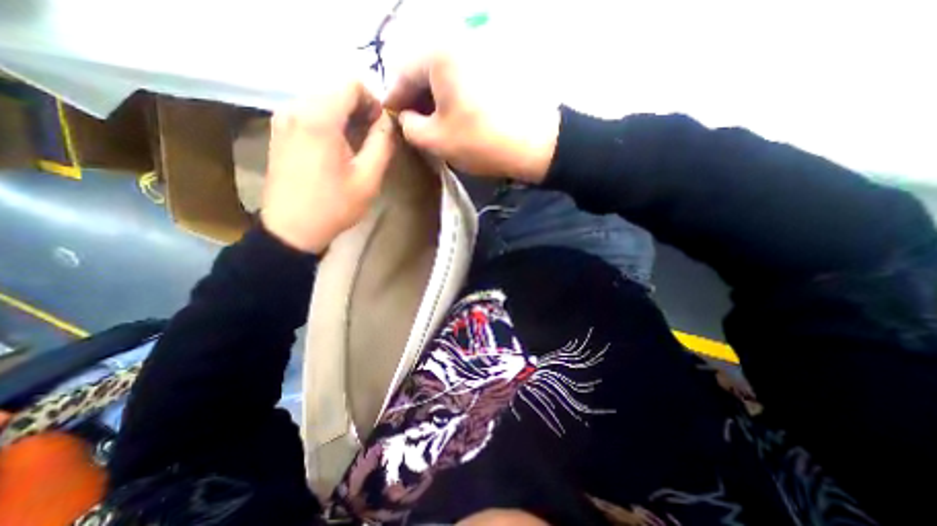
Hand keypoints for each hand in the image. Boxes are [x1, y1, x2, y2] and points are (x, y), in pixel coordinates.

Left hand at [261, 81, 395, 253]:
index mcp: (319, 117)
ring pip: (323, 103)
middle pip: (336, 92)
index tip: (382, 128)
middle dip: (360, 111)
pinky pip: (309, 115)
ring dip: (345, 119)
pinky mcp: (278, 131)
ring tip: (356, 148)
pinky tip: (336, 150)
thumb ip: (382, 144)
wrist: (292, 229)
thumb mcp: (368, 178)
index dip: (373, 103)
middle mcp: (296, 108)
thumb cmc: (334, 205)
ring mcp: (283, 119)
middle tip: (373, 141)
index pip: (351, 85)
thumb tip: (388, 122)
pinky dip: (328, 125)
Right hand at [384, 47, 558, 182]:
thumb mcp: (435, 140)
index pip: (401, 75)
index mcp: (437, 53)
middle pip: (423, 70)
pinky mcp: (496, 65)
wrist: (537, 144)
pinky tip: (455, 115)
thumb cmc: (481, 141)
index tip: (392, 121)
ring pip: (444, 74)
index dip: (393, 101)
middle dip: (415, 99)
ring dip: (434, 98)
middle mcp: (457, 41)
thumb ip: (409, 127)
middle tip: (414, 125)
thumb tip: (406, 117)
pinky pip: (463, 77)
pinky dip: (453, 95)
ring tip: (435, 123)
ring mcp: (480, 51)